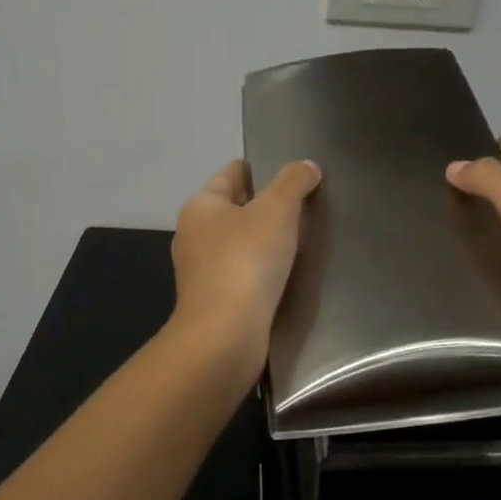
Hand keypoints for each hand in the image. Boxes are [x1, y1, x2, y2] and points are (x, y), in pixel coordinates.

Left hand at [169, 158, 321, 374]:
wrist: (225, 334)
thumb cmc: (246, 260)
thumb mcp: (276, 210)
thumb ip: (293, 183)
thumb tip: (307, 166)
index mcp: (200, 206)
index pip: (229, 175)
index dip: (255, 169)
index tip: (283, 169)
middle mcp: (193, 235)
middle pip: (231, 210)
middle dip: (260, 205)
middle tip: (299, 203)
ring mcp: (201, 272)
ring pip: (236, 244)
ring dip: (260, 240)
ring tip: (298, 238)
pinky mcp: (213, 301)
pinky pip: (240, 273)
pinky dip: (259, 269)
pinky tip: (283, 273)